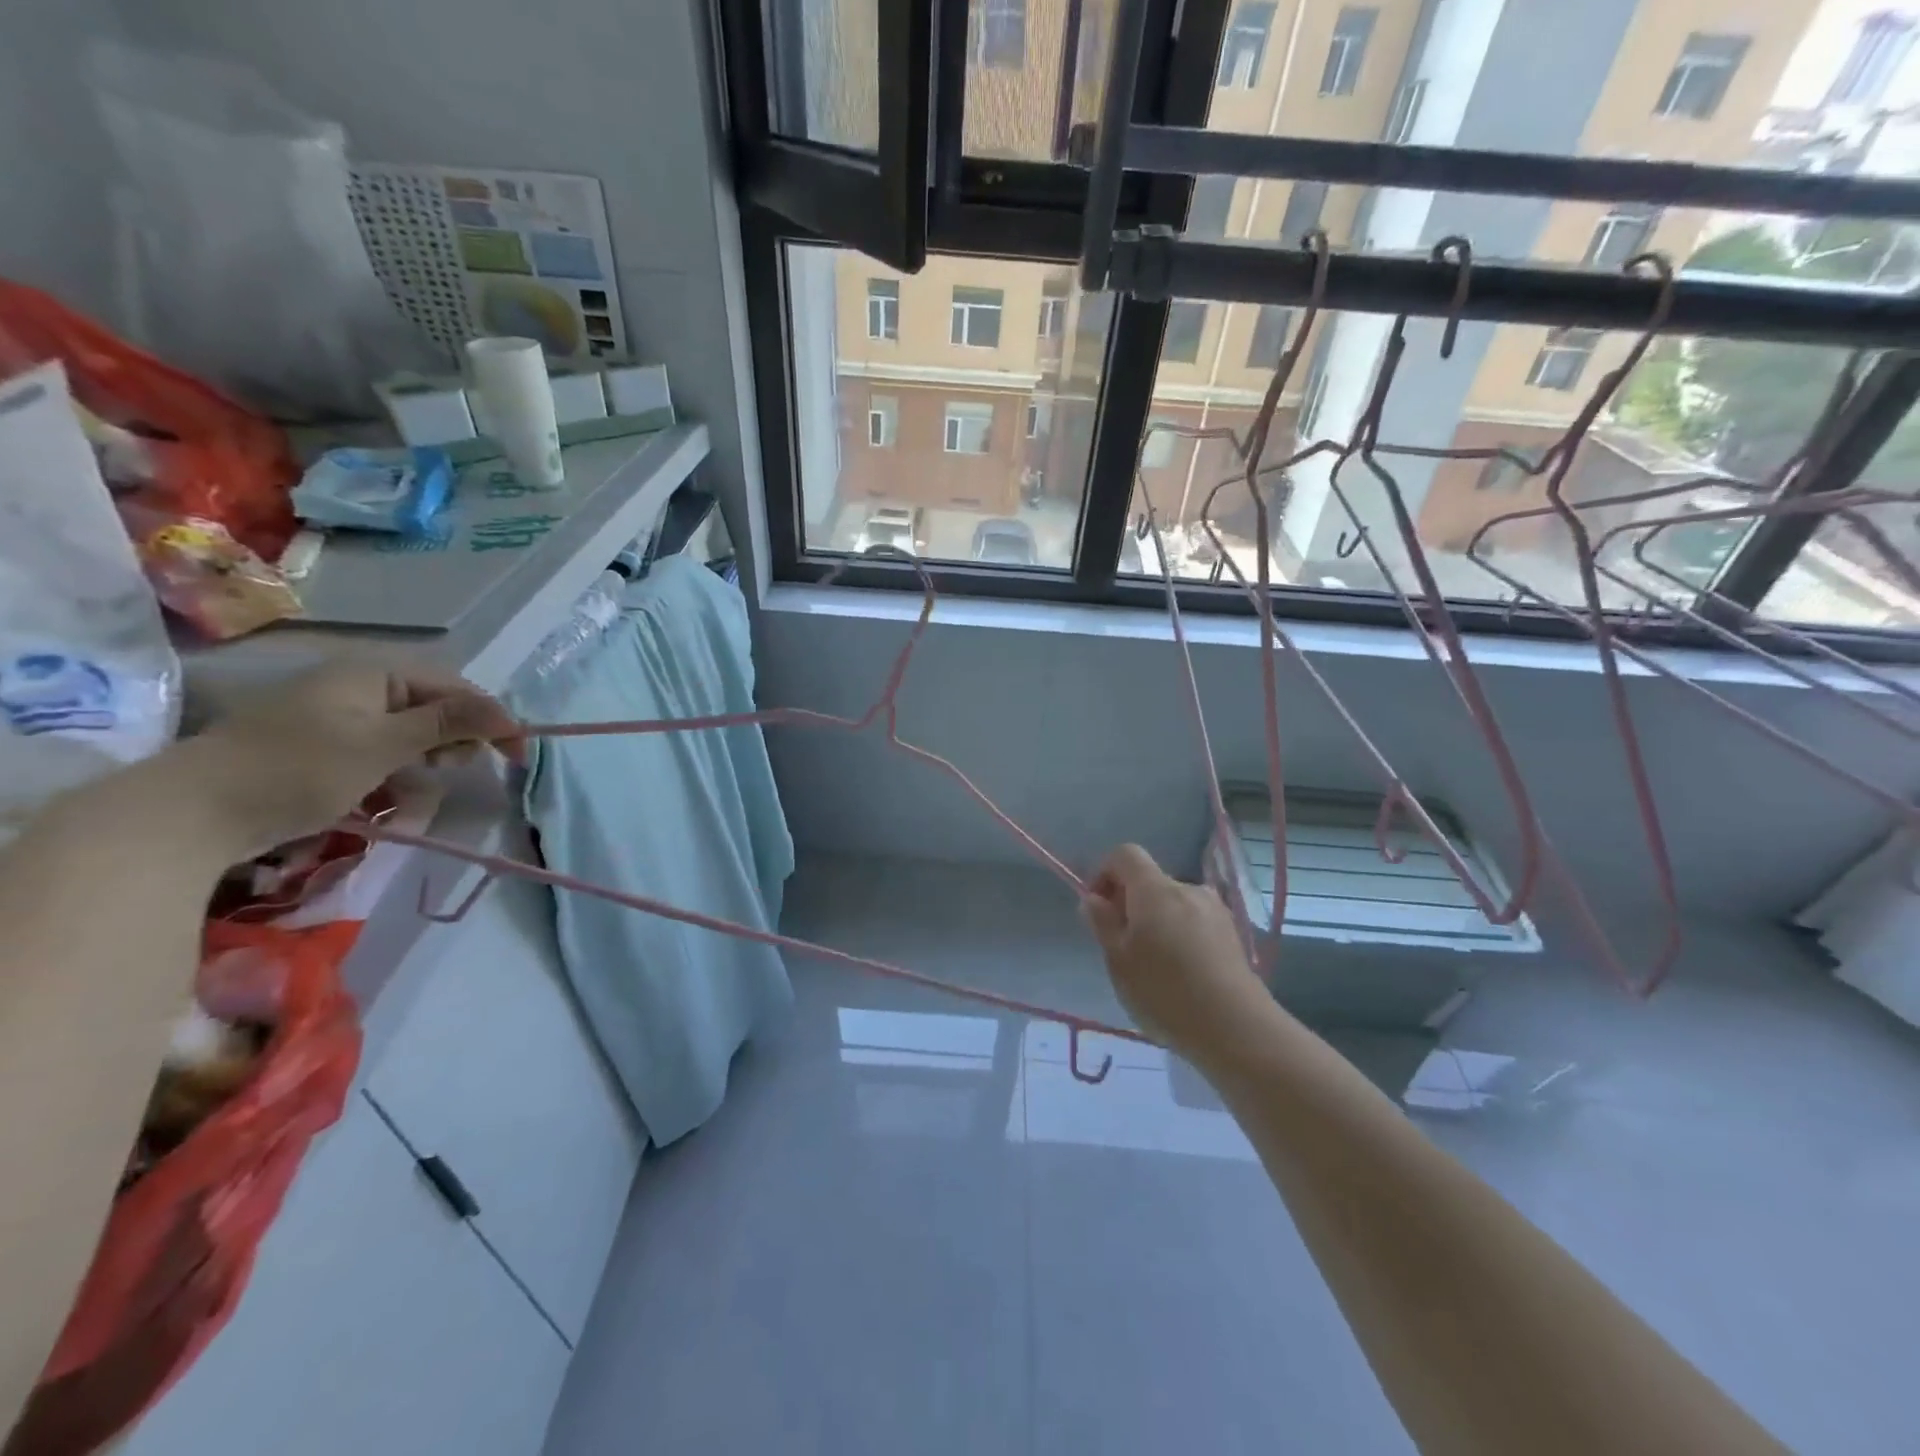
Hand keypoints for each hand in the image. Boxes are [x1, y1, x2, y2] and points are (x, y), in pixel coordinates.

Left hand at [189, 663, 521, 857]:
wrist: (190, 812)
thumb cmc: (298, 769)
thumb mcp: (384, 745)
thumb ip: (449, 724)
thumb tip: (507, 712)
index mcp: (373, 673)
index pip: (455, 689)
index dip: (490, 719)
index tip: (517, 756)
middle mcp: (357, 687)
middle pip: (433, 711)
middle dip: (451, 744)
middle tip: (450, 771)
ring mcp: (335, 718)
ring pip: (408, 739)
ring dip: (421, 769)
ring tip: (408, 796)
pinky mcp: (319, 749)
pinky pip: (378, 758)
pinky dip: (391, 779)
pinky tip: (384, 803)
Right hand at [1080, 844, 1272, 1062]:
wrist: (1236, 1027)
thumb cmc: (1165, 992)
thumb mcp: (1119, 960)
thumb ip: (1103, 923)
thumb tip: (1093, 898)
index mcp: (1155, 889)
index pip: (1125, 854)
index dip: (1105, 873)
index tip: (1099, 910)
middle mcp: (1187, 888)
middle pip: (1149, 880)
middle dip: (1130, 903)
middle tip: (1122, 946)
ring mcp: (1214, 909)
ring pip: (1172, 903)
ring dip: (1156, 921)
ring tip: (1154, 965)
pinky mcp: (1231, 933)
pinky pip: (1194, 921)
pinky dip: (1180, 934)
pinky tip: (1181, 973)